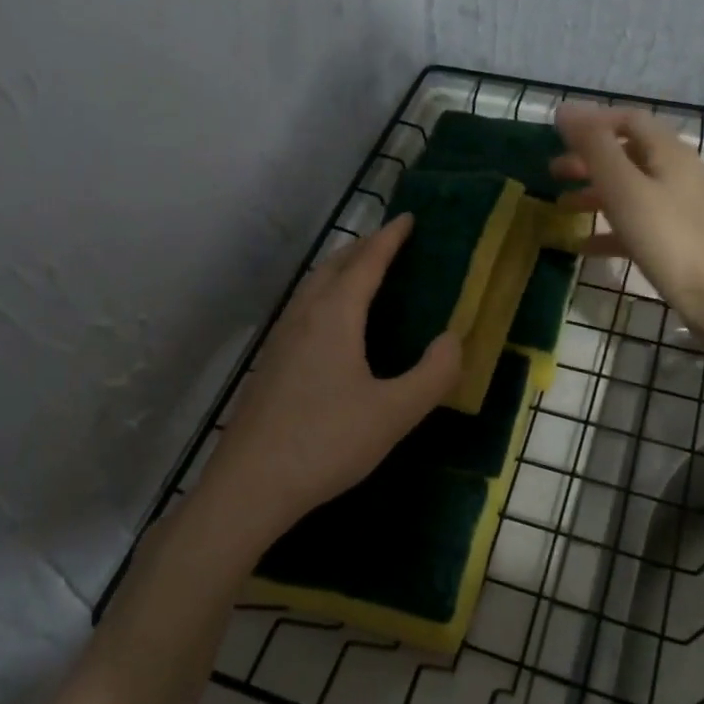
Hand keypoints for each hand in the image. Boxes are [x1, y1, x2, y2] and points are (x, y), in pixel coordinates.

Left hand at [194, 215, 462, 555]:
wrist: (250, 485)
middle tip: (391, 242)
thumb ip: (433, 374)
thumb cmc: (327, 443)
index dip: (390, 238)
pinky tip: (330, 323)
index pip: (366, 262)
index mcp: (335, 316)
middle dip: (363, 247)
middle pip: (334, 265)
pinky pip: (301, 307)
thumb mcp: (394, 413)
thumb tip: (453, 339)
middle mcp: (303, 316)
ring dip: (340, 268)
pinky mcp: (269, 363)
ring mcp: (280, 339)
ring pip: (312, 286)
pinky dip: (324, 294)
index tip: (409, 218)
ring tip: (363, 272)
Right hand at [551, 103, 703, 329]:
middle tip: (554, 172)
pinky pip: (638, 221)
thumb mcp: (623, 186)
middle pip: (628, 154)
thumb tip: (566, 109)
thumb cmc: (666, 235)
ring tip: (562, 206)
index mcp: (669, 152)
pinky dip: (610, 226)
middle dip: (589, 159)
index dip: (593, 123)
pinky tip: (584, 244)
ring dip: (595, 192)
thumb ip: (594, 147)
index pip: (629, 120)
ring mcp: (681, 206)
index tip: (559, 137)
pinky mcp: (679, 237)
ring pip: (631, 188)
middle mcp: (679, 172)